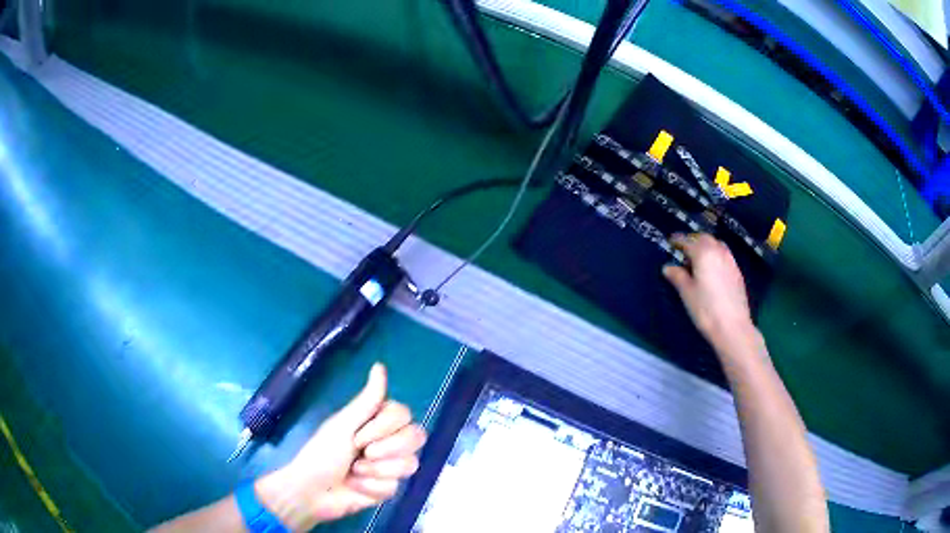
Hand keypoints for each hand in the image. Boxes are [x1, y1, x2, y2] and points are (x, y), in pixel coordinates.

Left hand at [256, 364, 426, 530]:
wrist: (311, 492)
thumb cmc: (322, 454)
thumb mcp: (343, 425)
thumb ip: (368, 399)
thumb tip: (380, 365)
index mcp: (374, 422)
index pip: (404, 415)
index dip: (385, 427)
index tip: (359, 435)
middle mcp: (386, 441)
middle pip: (415, 437)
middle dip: (387, 450)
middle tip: (362, 453)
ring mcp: (388, 465)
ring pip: (409, 464)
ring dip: (376, 470)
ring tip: (354, 472)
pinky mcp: (387, 488)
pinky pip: (394, 486)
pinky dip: (371, 486)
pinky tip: (355, 486)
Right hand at [663, 233, 754, 348]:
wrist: (732, 326)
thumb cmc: (706, 309)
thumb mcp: (687, 293)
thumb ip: (677, 276)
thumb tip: (668, 267)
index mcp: (703, 253)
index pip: (687, 241)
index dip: (677, 240)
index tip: (670, 241)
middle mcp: (718, 251)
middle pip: (704, 238)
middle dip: (693, 240)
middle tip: (684, 249)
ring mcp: (730, 261)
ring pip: (717, 244)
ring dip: (706, 246)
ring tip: (698, 258)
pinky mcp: (737, 272)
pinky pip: (725, 255)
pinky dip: (716, 255)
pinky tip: (712, 269)